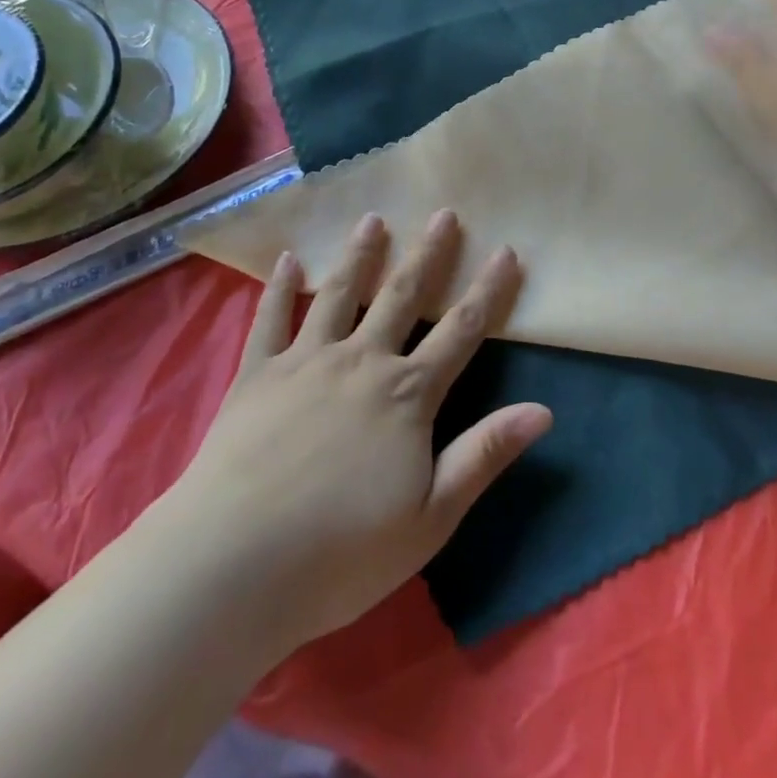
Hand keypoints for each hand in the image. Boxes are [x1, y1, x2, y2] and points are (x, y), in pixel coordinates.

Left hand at [169, 211, 550, 653]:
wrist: (233, 564)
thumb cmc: (341, 552)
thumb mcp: (431, 516)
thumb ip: (484, 455)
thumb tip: (543, 410)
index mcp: (406, 395)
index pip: (460, 331)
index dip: (488, 291)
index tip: (507, 251)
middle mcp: (361, 361)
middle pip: (402, 296)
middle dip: (428, 254)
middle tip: (444, 213)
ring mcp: (305, 361)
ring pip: (339, 294)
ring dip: (360, 255)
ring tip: (373, 219)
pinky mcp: (256, 374)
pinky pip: (270, 319)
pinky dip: (280, 287)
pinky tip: (287, 259)